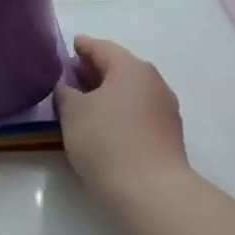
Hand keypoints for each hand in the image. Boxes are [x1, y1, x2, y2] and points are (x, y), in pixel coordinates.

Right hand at [54, 36, 189, 200]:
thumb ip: (66, 93)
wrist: (150, 190)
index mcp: (131, 68)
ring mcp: (165, 108)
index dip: (83, 46)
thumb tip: (68, 87)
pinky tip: (105, 124)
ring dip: (109, 92)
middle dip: (95, 70)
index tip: (71, 45)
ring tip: (85, 102)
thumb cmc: (106, 140)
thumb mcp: (73, 113)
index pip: (102, 48)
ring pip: (131, 91)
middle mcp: (153, 81)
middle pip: (119, 68)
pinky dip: (121, 110)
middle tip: (72, 74)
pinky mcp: (168, 134)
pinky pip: (139, 111)